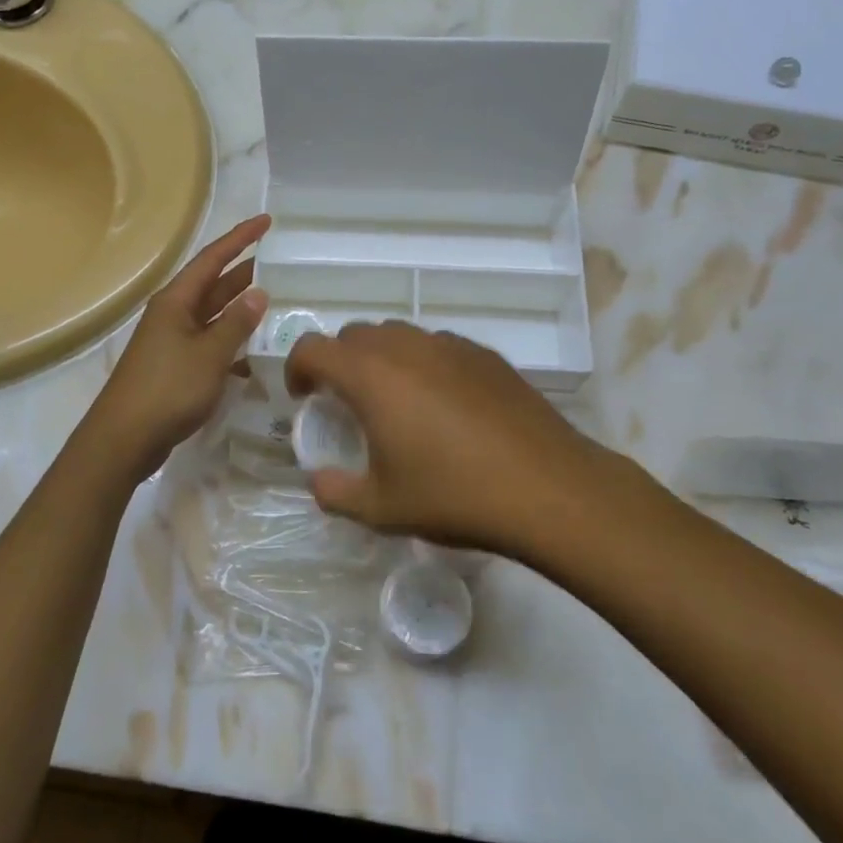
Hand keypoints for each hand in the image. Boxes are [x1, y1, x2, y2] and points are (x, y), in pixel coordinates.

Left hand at [82, 215, 269, 472]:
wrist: (123, 440)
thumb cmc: (167, 389)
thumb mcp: (210, 354)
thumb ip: (236, 323)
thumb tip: (258, 293)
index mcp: (176, 301)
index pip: (213, 258)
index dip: (241, 238)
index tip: (267, 222)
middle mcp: (173, 314)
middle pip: (214, 285)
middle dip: (245, 273)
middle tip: (281, 265)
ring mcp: (173, 341)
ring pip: (214, 315)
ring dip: (241, 310)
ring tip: (277, 303)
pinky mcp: (176, 367)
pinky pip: (210, 343)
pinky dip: (232, 343)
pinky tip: (255, 353)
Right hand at [285, 321, 626, 555]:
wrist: (546, 487)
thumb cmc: (453, 495)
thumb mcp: (381, 508)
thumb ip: (335, 492)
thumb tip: (319, 479)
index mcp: (370, 375)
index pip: (313, 347)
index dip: (297, 368)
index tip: (303, 398)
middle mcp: (405, 346)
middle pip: (354, 334)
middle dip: (339, 362)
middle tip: (346, 403)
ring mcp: (449, 345)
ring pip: (397, 335)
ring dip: (381, 359)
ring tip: (395, 402)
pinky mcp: (484, 354)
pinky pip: (437, 346)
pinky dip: (422, 364)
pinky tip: (443, 405)